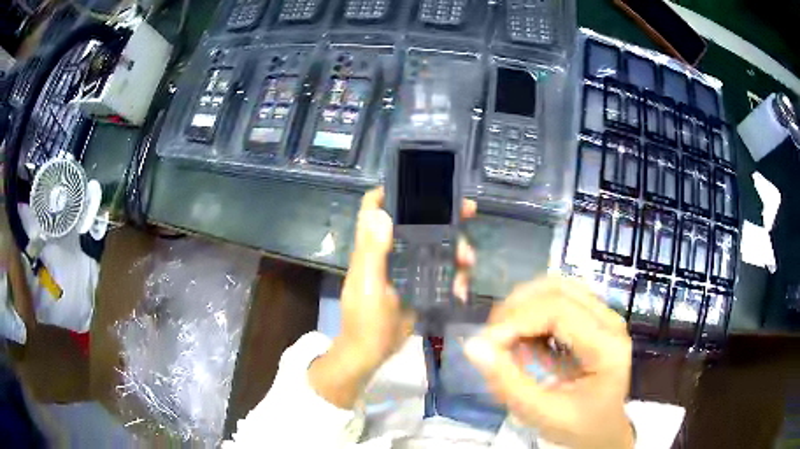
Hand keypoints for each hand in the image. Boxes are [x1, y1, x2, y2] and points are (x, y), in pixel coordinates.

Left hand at [309, 188, 475, 408]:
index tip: (417, 182)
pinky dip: (455, 276)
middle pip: (416, 222)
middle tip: (469, 211)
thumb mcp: (369, 287)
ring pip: (436, 246)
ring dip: (456, 249)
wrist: (373, 352)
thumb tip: (380, 212)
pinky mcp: (420, 284)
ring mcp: (407, 268)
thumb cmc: (364, 320)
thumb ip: (372, 253)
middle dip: (443, 215)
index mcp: (373, 247)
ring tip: (468, 261)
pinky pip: (443, 271)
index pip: (374, 208)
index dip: (390, 190)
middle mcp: (391, 251)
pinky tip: (462, 289)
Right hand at [465, 277, 633, 448]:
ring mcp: (604, 315)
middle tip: (492, 340)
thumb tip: (473, 345)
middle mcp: (610, 321)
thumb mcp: (541, 413)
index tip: (485, 344)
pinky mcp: (594, 317)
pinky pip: (559, 298)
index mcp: (607, 347)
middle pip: (557, 289)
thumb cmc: (578, 426)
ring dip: (524, 306)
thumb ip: (507, 382)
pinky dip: (533, 312)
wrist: (604, 429)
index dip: (516, 320)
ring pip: (557, 286)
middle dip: (516, 309)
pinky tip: (524, 339)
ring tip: (505, 337)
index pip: (558, 311)